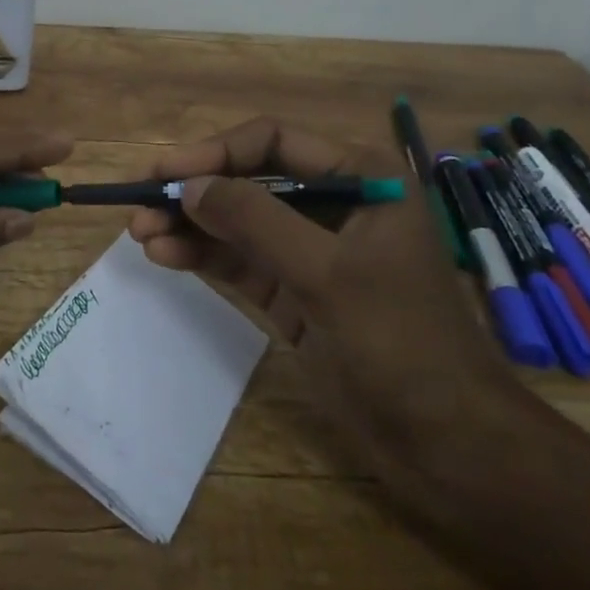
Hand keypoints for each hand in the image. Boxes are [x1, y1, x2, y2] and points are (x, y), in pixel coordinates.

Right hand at [127, 117, 521, 478]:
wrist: (450, 447)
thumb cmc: (402, 343)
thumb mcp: (326, 273)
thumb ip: (255, 221)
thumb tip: (188, 185)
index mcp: (361, 178)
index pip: (273, 142)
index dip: (215, 152)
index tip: (165, 172)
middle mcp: (334, 204)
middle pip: (249, 180)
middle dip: (195, 191)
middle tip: (140, 203)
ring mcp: (312, 251)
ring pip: (237, 222)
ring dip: (190, 225)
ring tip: (139, 233)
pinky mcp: (294, 292)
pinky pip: (240, 261)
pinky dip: (202, 255)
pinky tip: (164, 255)